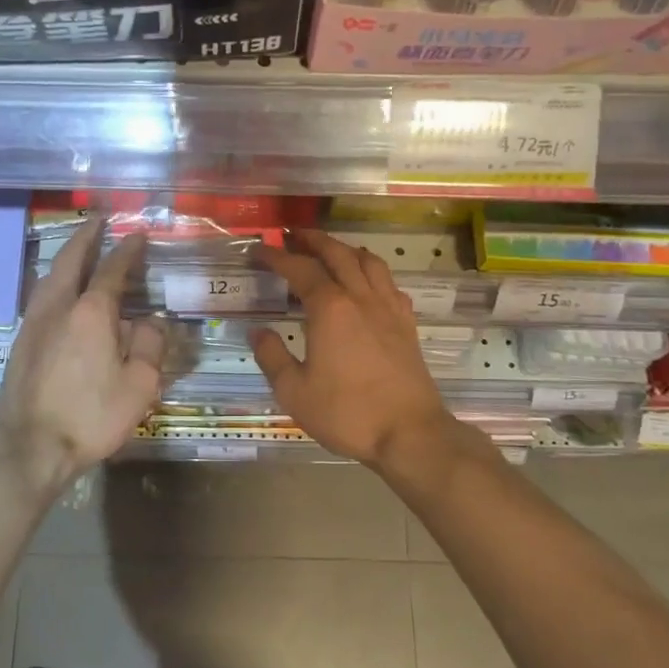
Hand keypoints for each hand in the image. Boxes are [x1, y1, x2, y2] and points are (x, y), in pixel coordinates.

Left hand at [0, 217, 165, 489]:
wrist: (30, 446)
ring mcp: (34, 323)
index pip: (112, 270)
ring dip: (66, 256)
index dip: (127, 250)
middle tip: (98, 220)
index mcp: (92, 312)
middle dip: (86, 237)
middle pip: (70, 260)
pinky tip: (58, 289)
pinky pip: (40, 295)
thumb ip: (148, 346)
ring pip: (49, 276)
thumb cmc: (91, 416)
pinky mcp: (20, 342)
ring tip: (78, 247)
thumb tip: (150, 322)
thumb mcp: (139, 386)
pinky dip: (54, 279)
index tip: (137, 234)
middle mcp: (59, 307)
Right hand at [251, 231, 456, 466]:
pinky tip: (369, 283)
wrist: (410, 433)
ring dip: (346, 249)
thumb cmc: (347, 412)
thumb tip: (258, 331)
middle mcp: (360, 298)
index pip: (300, 269)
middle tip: (294, 235)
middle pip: (338, 254)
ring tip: (332, 250)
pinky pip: (390, 284)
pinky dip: (374, 272)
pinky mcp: (406, 325)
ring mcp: (388, 309)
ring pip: (369, 262)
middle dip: (314, 240)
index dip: (277, 256)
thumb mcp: (295, 391)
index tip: (260, 250)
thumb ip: (272, 356)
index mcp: (330, 308)